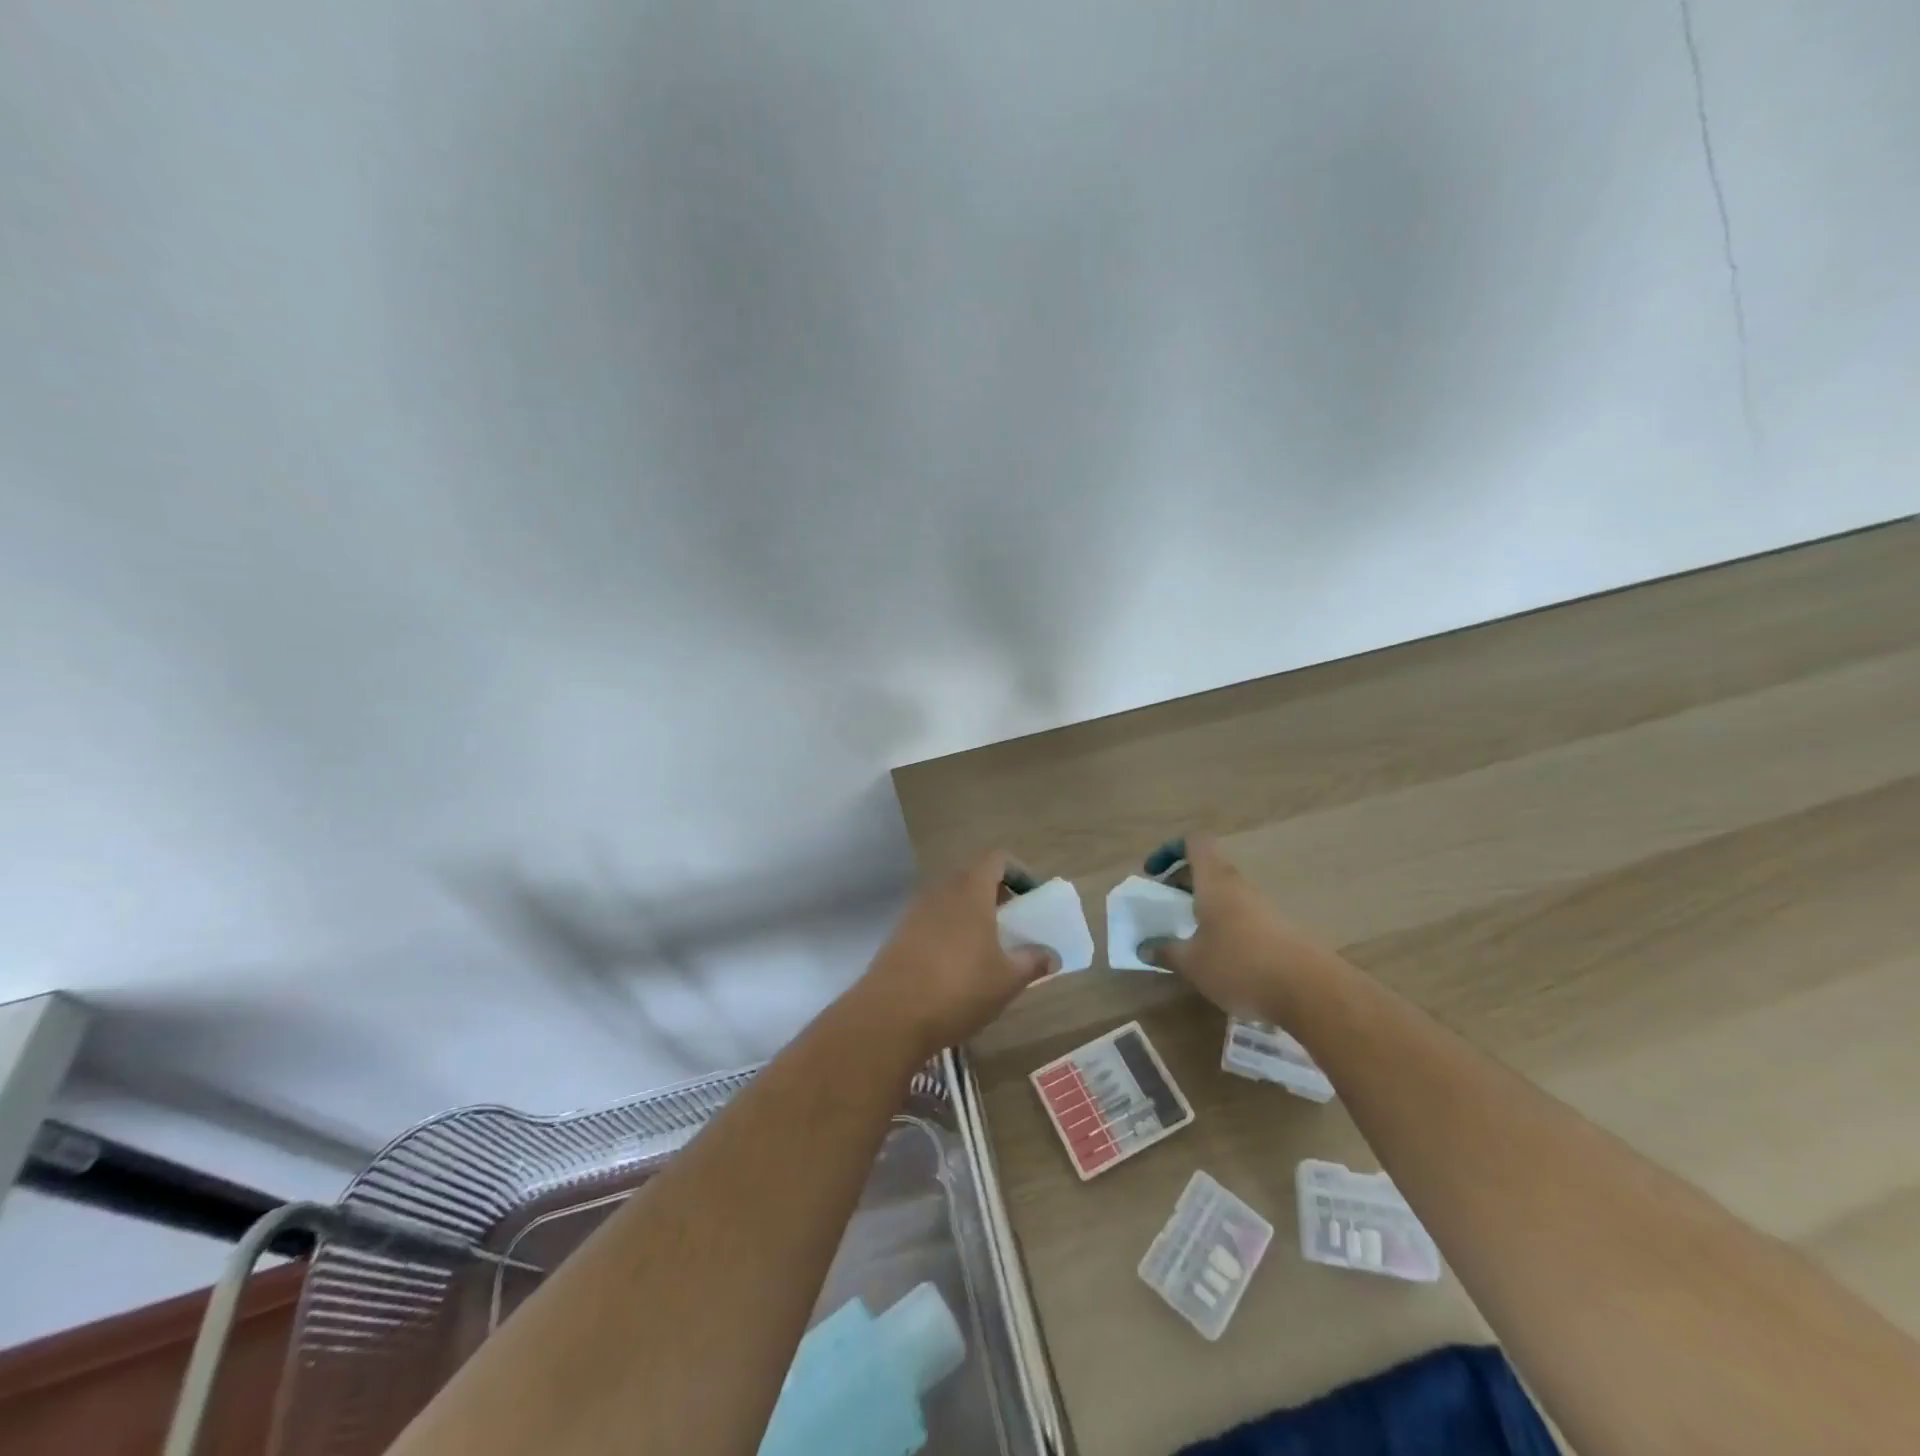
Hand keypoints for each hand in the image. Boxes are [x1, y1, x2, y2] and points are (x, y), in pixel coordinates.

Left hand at [853, 851, 1055, 1058]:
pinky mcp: (900, 933)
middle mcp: (941, 890)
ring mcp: (916, 910)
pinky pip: (933, 919)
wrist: (890, 1015)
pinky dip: (951, 930)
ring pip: (951, 899)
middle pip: (973, 876)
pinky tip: (958, 966)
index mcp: (970, 890)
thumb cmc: (959, 988)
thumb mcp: (1007, 979)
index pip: (996, 858)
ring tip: (989, 947)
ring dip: (972, 913)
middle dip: (996, 894)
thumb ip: (1033, 961)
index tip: (1032, 897)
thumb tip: (1051, 955)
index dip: (1018, 871)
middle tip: (1014, 923)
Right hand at [1140, 834, 1338, 1020]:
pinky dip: (1225, 926)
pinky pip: (1243, 915)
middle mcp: (1240, 885)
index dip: (1170, 850)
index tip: (1154, 874)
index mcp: (1215, 881)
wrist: (1311, 991)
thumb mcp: (1192, 963)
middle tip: (1167, 909)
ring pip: (1226, 893)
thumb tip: (1143, 948)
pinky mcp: (1280, 929)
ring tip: (1190, 938)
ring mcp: (1263, 906)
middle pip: (1208, 868)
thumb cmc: (1241, 965)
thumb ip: (1165, 951)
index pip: (1194, 842)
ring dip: (1204, 906)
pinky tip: (1221, 959)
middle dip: (1182, 883)